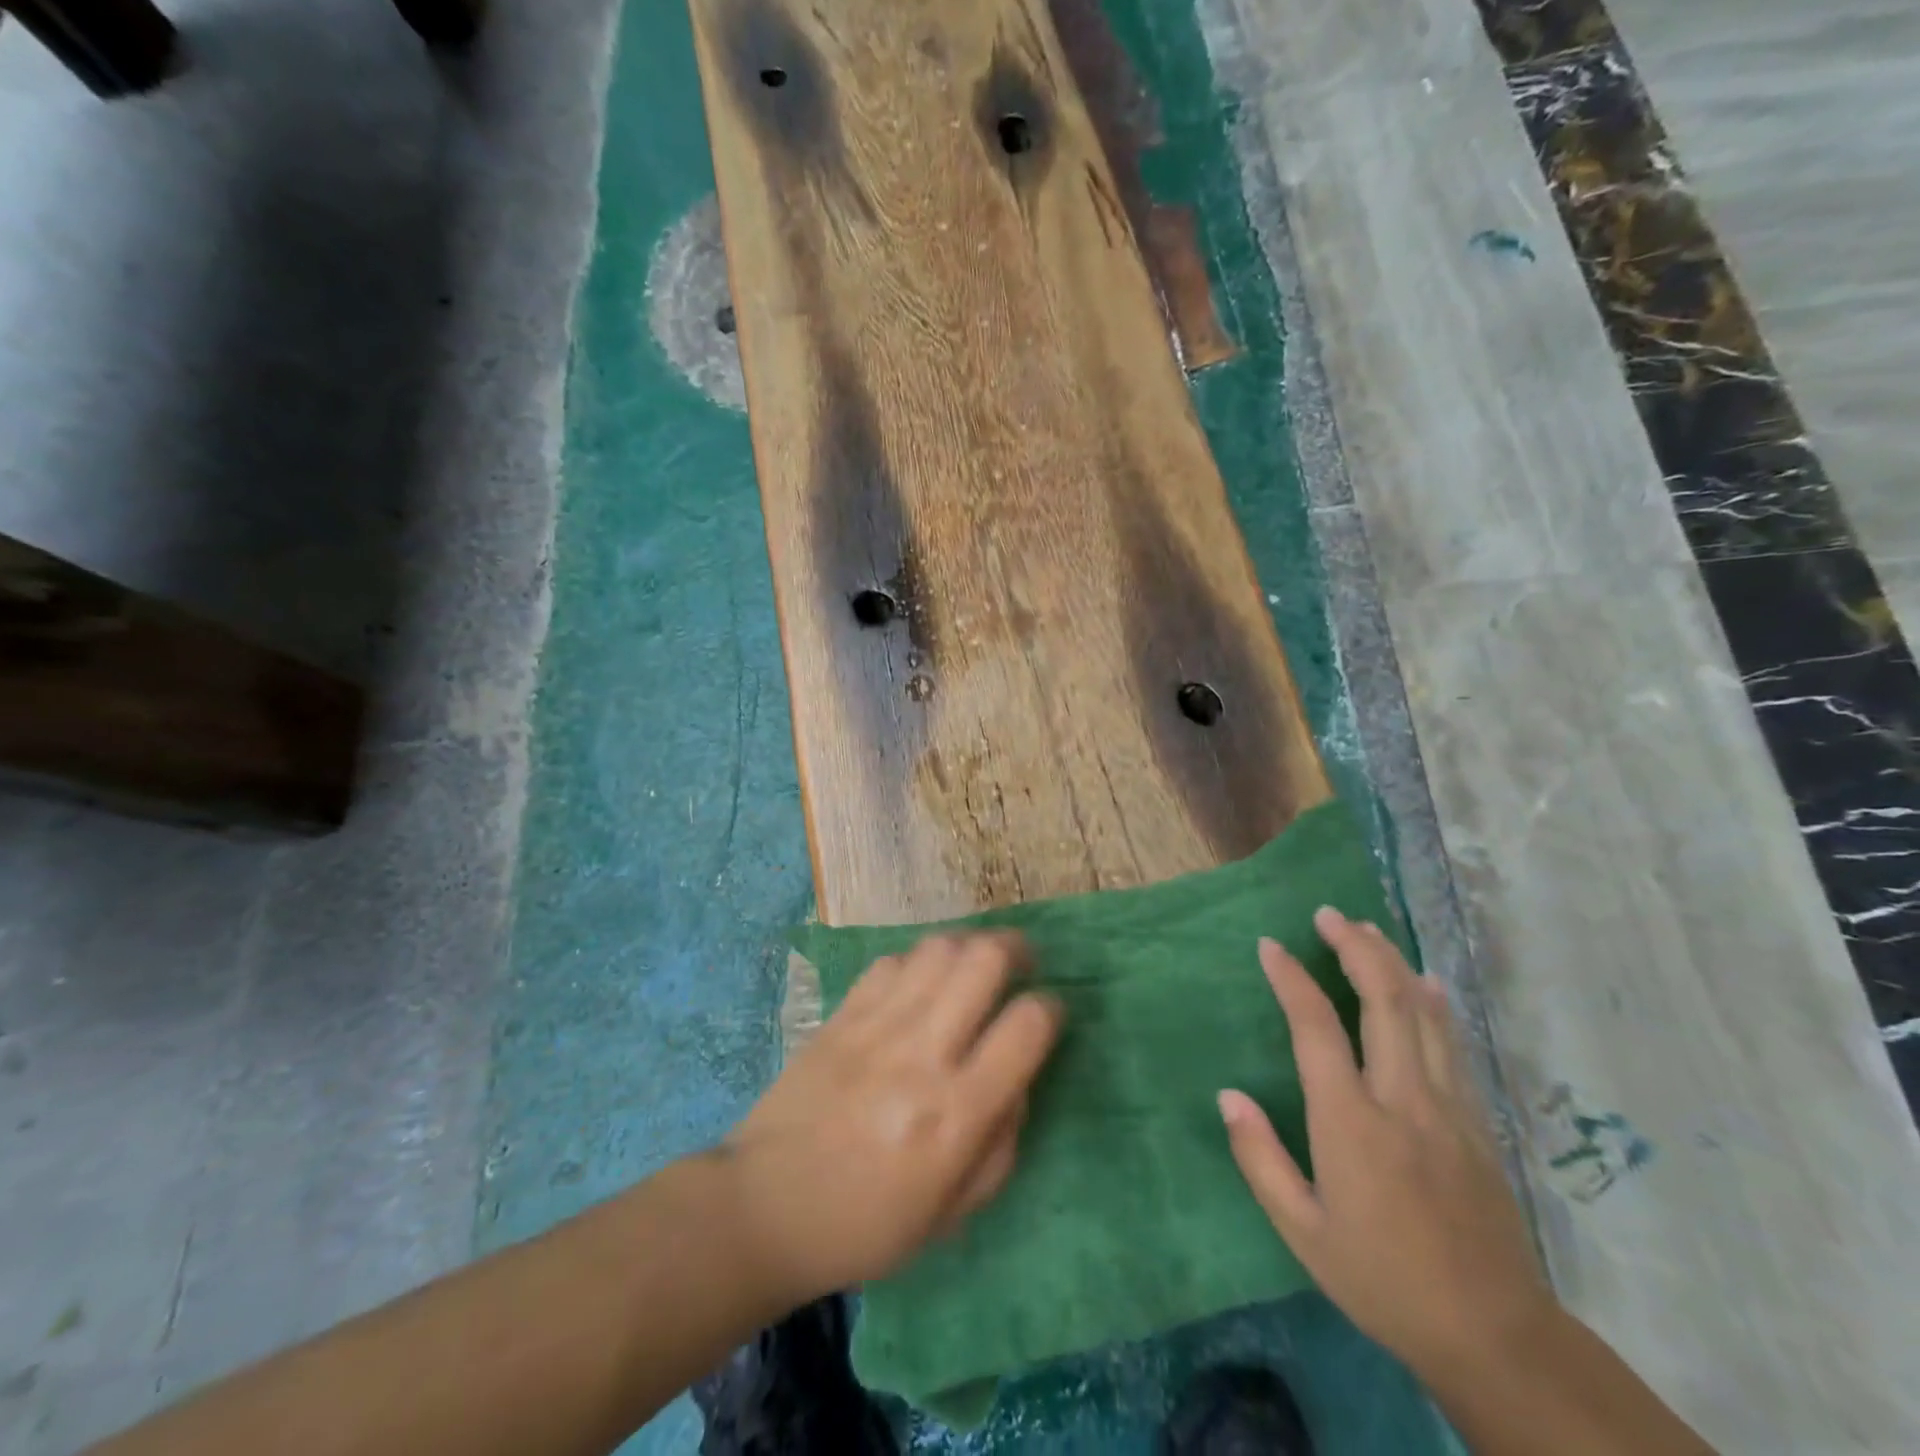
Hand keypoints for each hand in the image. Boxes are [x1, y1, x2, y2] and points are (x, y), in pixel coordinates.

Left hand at [724, 931, 1062, 1304]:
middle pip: (983, 961)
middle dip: (1015, 950)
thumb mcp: (954, 1210)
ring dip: (969, 945)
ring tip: (975, 964)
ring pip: (938, 948)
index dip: (1051, 1008)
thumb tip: (1019, 1076)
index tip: (1048, 1013)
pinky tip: (921, 983)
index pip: (1027, 1026)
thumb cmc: (867, 1225)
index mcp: (956, 1113)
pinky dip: (918, 962)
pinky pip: (892, 961)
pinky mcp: (842, 1014)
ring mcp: (877, 1026)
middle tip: (1021, 963)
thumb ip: (1003, 1140)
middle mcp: (921, 1055)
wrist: (764, 1207)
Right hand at [1219, 908, 1554, 1378]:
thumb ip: (1260, 1159)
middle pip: (1383, 1002)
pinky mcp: (1477, 1122)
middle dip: (1354, 948)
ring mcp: (1448, 1108)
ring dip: (1392, 964)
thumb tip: (1228, 1095)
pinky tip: (1426, 982)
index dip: (1291, 979)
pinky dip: (1434, 1004)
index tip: (1270, 946)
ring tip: (1367, 929)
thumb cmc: (1383, 1281)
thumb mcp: (1303, 1232)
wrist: (1495, 1336)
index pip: (1316, 1029)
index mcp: (1352, 1124)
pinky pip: (1453, 1044)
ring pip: (1424, 1014)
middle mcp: (1403, 1100)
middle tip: (1328, 915)